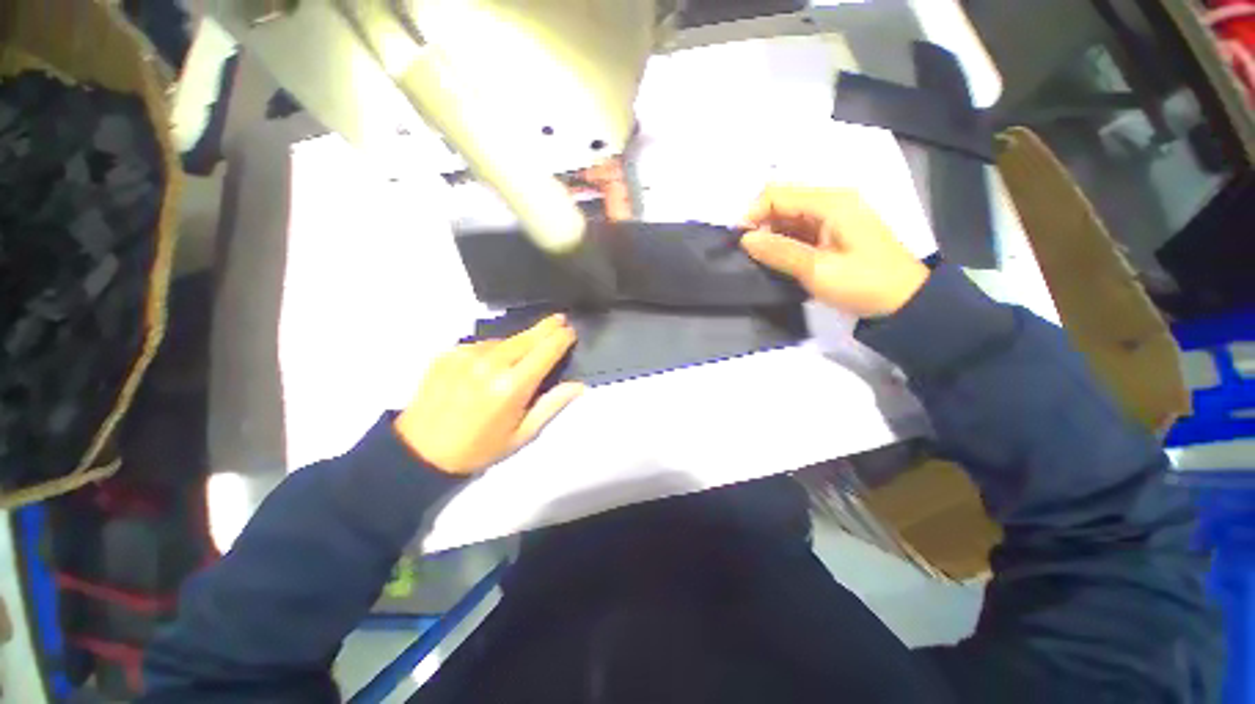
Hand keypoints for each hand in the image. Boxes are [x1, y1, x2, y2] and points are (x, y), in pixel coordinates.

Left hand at [394, 315, 582, 475]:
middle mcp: (490, 364)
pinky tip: (494, 361)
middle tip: (561, 318)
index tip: (571, 331)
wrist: (420, 451)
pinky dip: (495, 348)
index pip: (545, 351)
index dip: (561, 338)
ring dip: (520, 341)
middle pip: (527, 337)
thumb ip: (552, 405)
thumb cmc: (479, 448)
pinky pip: (483, 344)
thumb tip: (578, 385)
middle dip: (547, 327)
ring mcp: (467, 355)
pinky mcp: (449, 352)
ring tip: (525, 350)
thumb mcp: (522, 435)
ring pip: (505, 339)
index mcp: (511, 386)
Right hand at [740, 186, 929, 317]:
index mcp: (830, 202)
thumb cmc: (863, 283)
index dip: (753, 214)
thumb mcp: (817, 270)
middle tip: (749, 254)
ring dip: (771, 234)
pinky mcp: (833, 231)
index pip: (778, 194)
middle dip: (760, 223)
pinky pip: (799, 228)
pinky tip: (778, 259)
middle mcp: (831, 201)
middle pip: (783, 201)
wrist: (905, 301)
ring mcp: (834, 216)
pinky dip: (784, 241)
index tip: (739, 242)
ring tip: (762, 260)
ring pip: (789, 216)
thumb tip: (745, 240)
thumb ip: (779, 252)